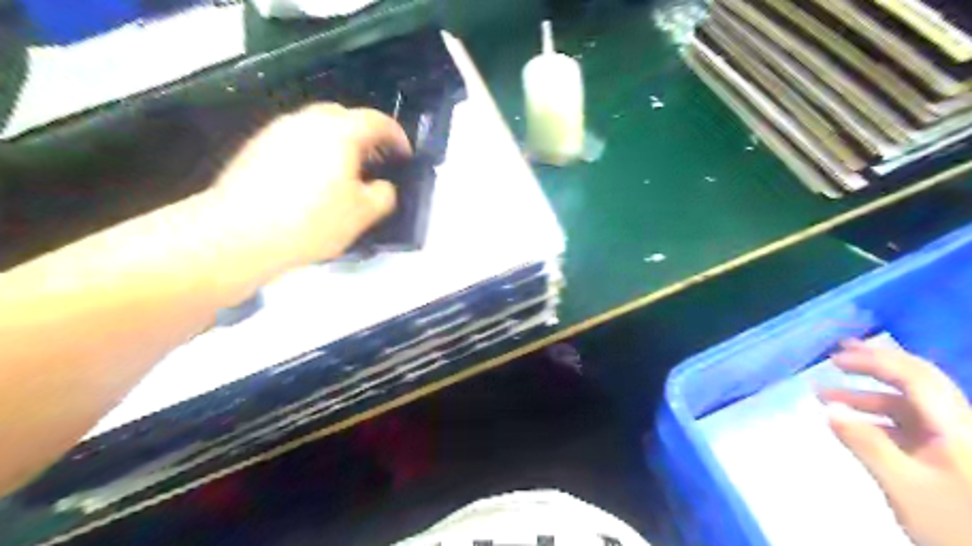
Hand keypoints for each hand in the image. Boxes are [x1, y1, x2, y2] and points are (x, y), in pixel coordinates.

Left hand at [210, 104, 410, 266]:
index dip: (397, 136)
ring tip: (343, 174)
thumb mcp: (363, 214)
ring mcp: (278, 131)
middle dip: (365, 136)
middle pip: (344, 116)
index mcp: (339, 132)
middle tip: (374, 162)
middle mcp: (308, 121)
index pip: (377, 121)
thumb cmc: (311, 222)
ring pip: (317, 127)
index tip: (405, 155)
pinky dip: (313, 152)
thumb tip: (382, 186)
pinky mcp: (256, 147)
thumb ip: (384, 195)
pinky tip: (311, 182)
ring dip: (337, 143)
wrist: (239, 233)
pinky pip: (296, 141)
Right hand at [818, 341, 971, 545]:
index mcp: (958, 427)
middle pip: (918, 381)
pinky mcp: (948, 456)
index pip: (915, 378)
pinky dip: (878, 417)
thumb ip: (867, 445)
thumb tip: (830, 411)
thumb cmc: (953, 524)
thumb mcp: (904, 486)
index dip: (874, 361)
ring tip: (826, 394)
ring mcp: (956, 441)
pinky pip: (909, 424)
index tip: (835, 359)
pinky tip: (853, 423)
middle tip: (837, 356)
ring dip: (868, 395)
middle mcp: (961, 425)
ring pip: (910, 404)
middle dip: (875, 364)